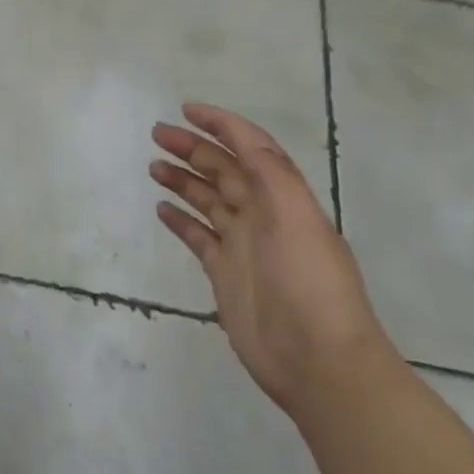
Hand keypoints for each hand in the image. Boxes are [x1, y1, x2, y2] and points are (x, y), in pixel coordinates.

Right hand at [150, 104, 396, 419]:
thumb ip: (271, 174)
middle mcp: (263, 215)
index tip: (187, 110)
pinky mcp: (225, 273)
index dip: (222, 125)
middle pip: (223, 170)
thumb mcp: (298, 219)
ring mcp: (243, 245)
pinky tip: (161, 208)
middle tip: (157, 134)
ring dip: (183, 179)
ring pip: (208, 200)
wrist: (319, 363)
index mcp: (283, 198)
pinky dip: (180, 220)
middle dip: (193, 148)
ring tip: (154, 166)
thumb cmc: (310, 284)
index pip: (251, 148)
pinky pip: (198, 236)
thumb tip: (241, 137)